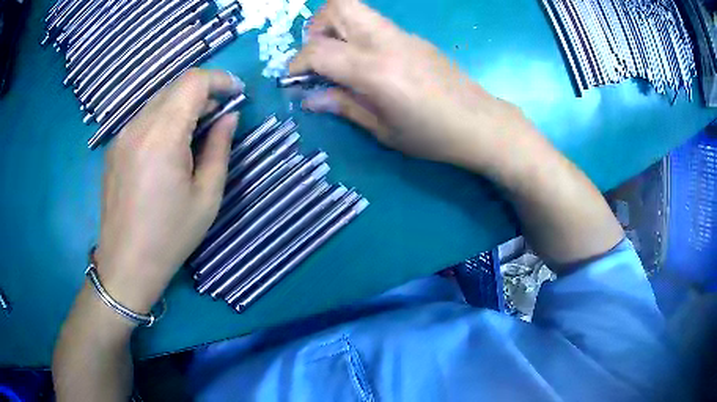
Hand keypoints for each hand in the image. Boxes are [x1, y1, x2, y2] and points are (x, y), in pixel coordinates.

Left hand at [95, 69, 243, 313]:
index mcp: (162, 135)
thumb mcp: (207, 196)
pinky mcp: (114, 148)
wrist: (126, 265)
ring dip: (182, 107)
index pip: (193, 82)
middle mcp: (138, 126)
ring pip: (158, 101)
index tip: (237, 93)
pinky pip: (144, 119)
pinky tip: (168, 150)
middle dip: (203, 93)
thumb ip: (219, 148)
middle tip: (220, 117)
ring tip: (195, 135)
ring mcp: (122, 136)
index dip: (219, 79)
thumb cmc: (170, 236)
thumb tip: (229, 117)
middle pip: (175, 87)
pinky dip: (163, 120)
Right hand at [289, 0, 531, 170]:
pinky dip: (357, 34)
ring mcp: (403, 35)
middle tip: (317, 54)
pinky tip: (366, 61)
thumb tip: (310, 98)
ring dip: (336, 25)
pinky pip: (375, 23)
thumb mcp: (383, 130)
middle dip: (316, 25)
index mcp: (375, 70)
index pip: (319, 50)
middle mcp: (386, 42)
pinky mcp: (413, 37)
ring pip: (357, 9)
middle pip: (339, 6)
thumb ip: (344, 106)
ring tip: (337, 56)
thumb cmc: (432, 136)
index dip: (298, 63)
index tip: (293, 79)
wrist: (480, 123)